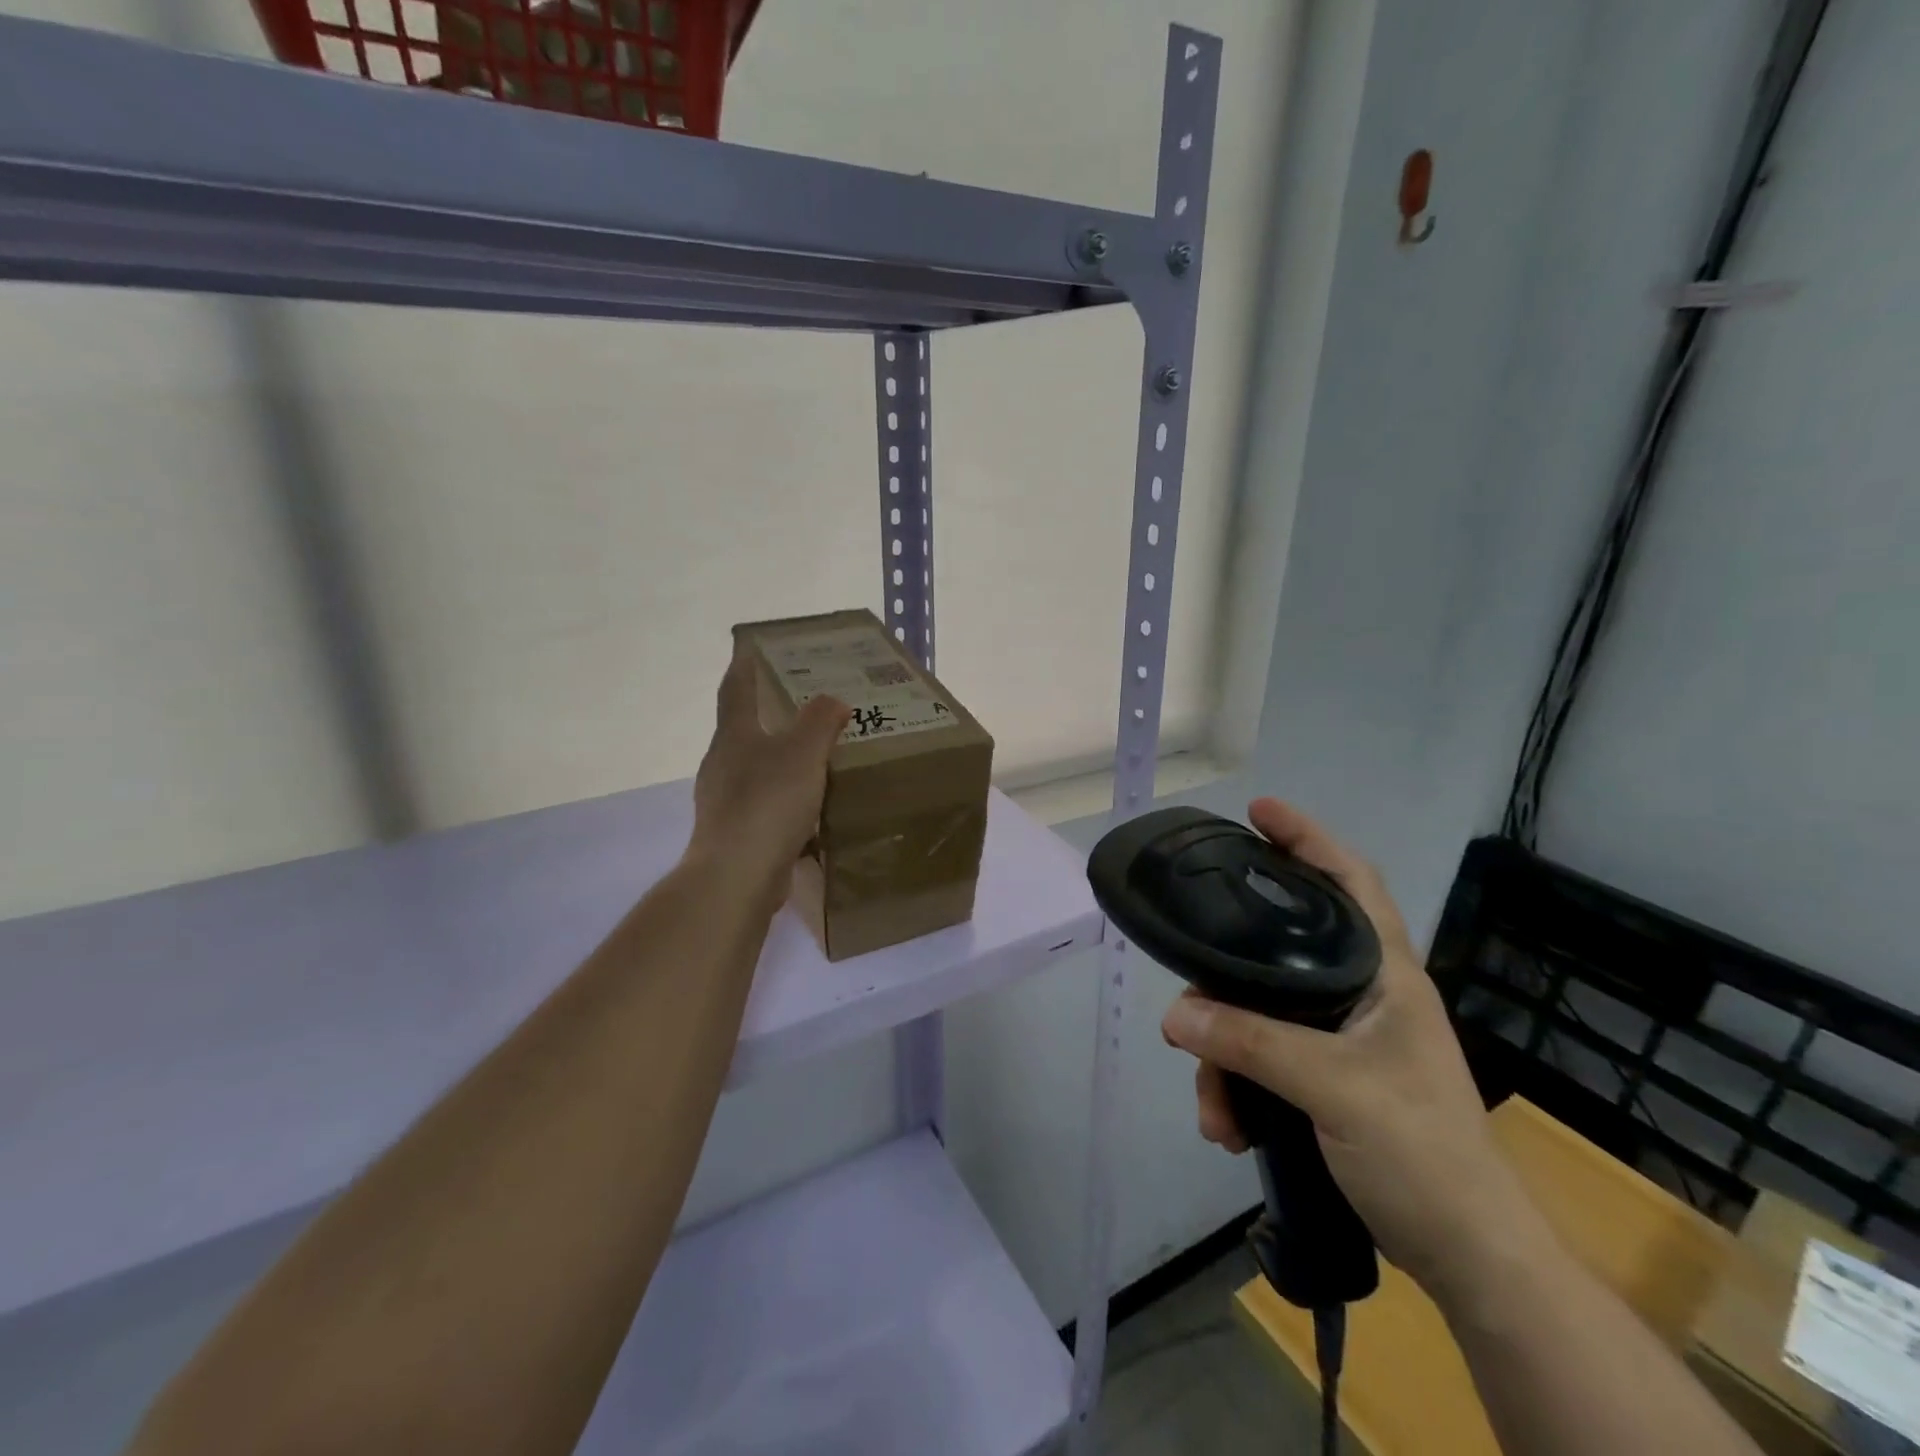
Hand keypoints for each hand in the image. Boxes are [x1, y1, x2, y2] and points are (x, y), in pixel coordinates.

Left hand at [689, 643, 849, 895]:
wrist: (737, 876)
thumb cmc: (768, 802)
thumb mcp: (803, 753)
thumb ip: (820, 722)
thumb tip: (833, 701)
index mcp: (734, 736)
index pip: (736, 690)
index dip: (744, 667)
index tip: (750, 648)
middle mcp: (722, 764)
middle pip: (742, 730)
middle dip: (768, 716)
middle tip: (802, 706)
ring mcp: (725, 801)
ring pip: (754, 770)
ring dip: (778, 762)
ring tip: (813, 759)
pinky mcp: (735, 834)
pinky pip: (764, 806)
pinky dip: (784, 801)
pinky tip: (810, 811)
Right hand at [1160, 798, 1542, 1304]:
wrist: (1471, 1261)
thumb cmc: (1424, 1154)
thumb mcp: (1334, 1089)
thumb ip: (1251, 1043)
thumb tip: (1174, 1016)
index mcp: (1383, 975)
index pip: (1350, 881)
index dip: (1307, 838)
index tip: (1257, 812)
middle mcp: (1359, 996)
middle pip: (1277, 955)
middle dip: (1225, 981)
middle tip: (1188, 995)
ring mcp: (1341, 1040)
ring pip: (1258, 1016)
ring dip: (1224, 1059)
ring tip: (1212, 1108)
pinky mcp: (1325, 1080)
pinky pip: (1261, 1062)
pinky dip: (1237, 1089)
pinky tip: (1228, 1128)